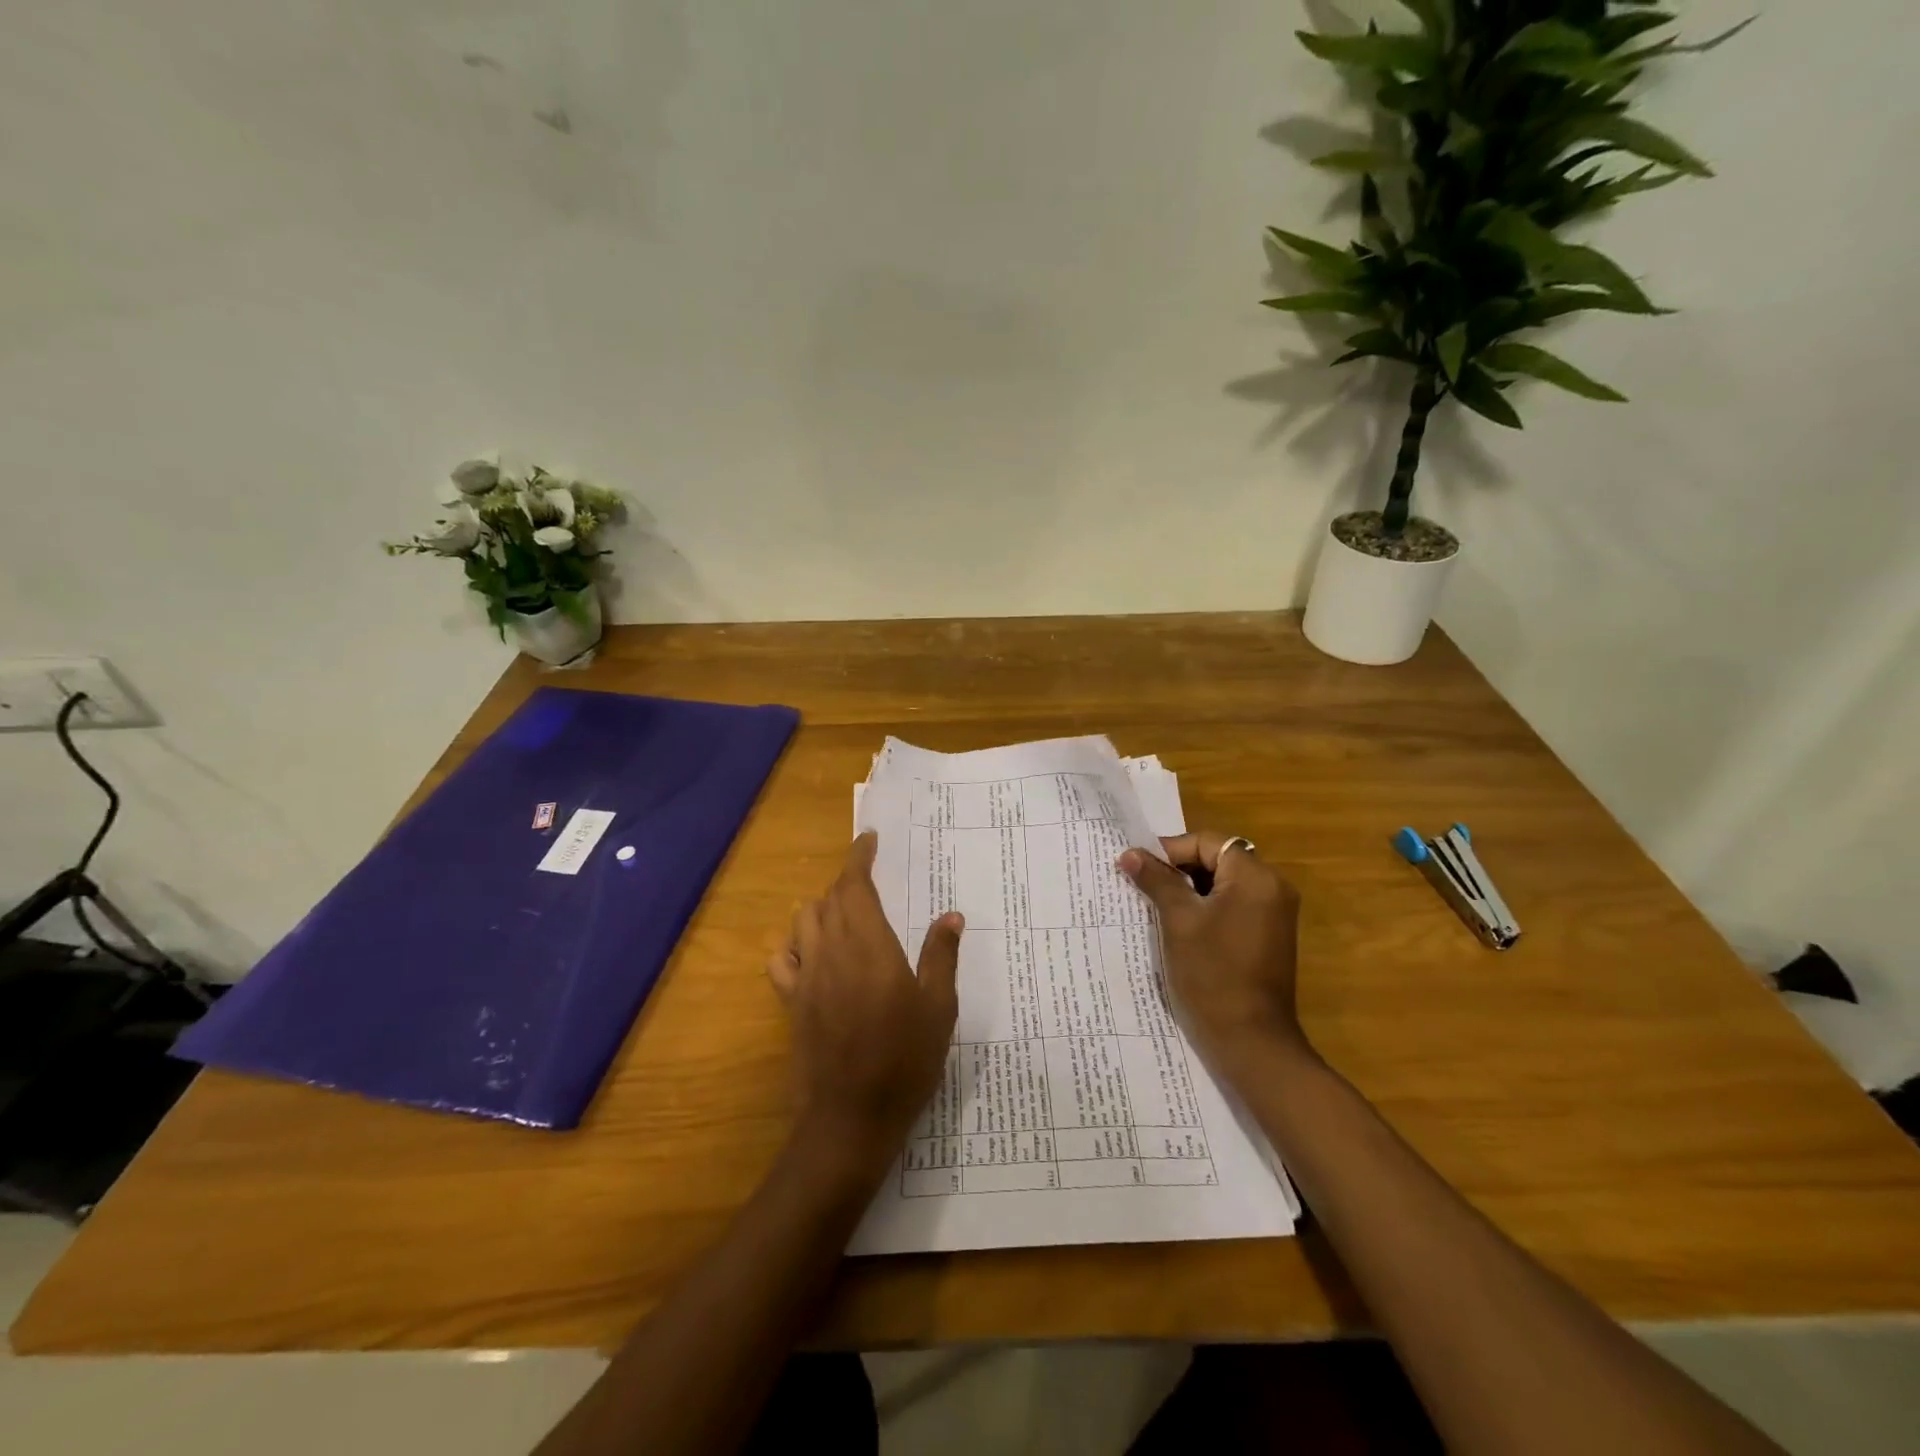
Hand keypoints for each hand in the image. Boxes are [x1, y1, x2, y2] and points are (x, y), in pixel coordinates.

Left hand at [767, 832, 962, 1179]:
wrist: (851, 1119)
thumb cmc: (905, 1060)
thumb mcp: (938, 1008)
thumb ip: (941, 956)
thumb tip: (951, 915)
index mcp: (869, 945)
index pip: (855, 885)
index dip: (859, 857)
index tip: (869, 839)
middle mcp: (831, 951)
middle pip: (828, 898)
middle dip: (847, 882)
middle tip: (870, 883)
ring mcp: (806, 977)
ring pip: (803, 921)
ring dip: (821, 908)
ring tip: (844, 915)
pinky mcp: (791, 1003)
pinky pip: (781, 960)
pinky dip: (794, 945)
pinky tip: (810, 955)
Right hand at [1119, 831, 1309, 1081]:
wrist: (1250, 1041)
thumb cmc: (1212, 974)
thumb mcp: (1178, 921)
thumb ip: (1157, 881)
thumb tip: (1130, 853)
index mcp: (1256, 877)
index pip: (1207, 842)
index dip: (1170, 850)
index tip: (1137, 867)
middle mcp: (1272, 888)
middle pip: (1217, 859)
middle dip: (1177, 869)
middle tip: (1141, 884)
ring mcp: (1273, 914)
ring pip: (1222, 884)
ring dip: (1189, 889)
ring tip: (1153, 904)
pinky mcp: (1267, 936)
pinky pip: (1232, 906)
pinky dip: (1205, 908)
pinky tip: (1177, 926)